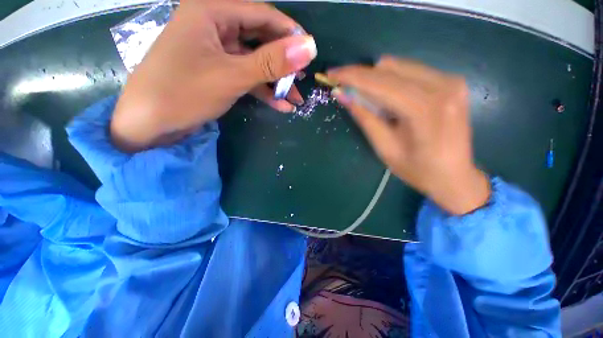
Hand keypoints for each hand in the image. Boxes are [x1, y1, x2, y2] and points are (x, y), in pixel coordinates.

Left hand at [111, 1, 316, 152]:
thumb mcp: (233, 75)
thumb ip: (272, 61)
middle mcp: (214, 27)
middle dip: (283, 64)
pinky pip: (246, 78)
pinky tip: (280, 105)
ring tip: (295, 99)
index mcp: (211, 12)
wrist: (150, 124)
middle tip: (302, 81)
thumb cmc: (184, 92)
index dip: (289, 33)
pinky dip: (263, 92)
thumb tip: (309, 47)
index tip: (309, 53)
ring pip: (255, 63)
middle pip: (260, 40)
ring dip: (276, 83)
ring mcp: (216, 53)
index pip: (262, 15)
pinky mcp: (217, 74)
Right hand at [328, 57, 489, 214]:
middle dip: (361, 77)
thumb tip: (342, 94)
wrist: (454, 177)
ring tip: (365, 98)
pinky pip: (411, 71)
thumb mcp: (385, 147)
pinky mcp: (450, 82)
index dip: (352, 76)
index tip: (331, 74)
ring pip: (399, 66)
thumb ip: (365, 117)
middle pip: (389, 68)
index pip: (380, 82)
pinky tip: (385, 98)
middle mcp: (442, 85)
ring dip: (375, 79)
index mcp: (425, 108)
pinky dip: (391, 81)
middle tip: (344, 89)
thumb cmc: (417, 169)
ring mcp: (450, 80)